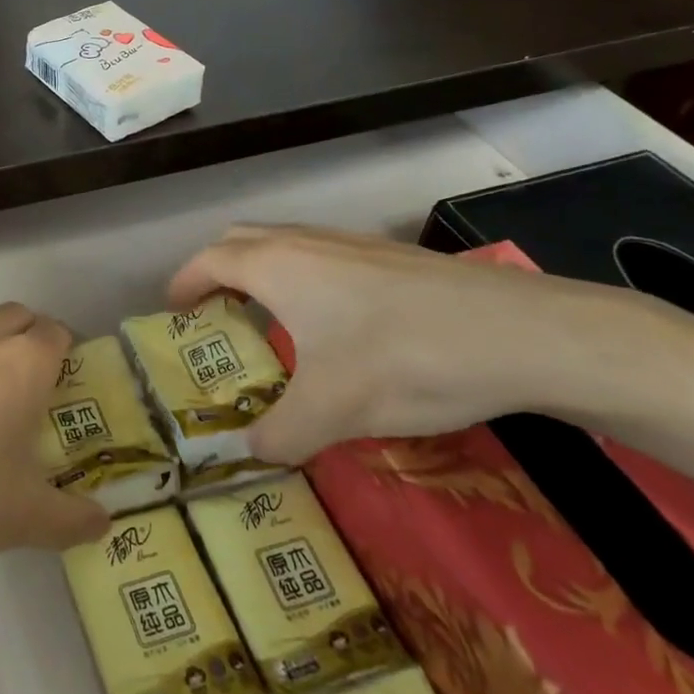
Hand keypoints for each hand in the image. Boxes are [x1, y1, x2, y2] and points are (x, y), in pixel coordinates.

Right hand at [168, 224, 667, 463]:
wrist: (520, 333)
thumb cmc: (403, 360)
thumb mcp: (332, 411)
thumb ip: (280, 434)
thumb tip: (252, 453)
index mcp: (276, 267)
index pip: (209, 261)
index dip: (184, 283)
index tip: (173, 310)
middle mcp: (305, 243)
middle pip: (241, 240)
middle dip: (217, 270)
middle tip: (215, 314)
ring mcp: (351, 243)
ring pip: (285, 244)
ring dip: (263, 272)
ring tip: (270, 321)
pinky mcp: (389, 256)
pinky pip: (322, 255)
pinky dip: (303, 277)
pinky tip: (335, 325)